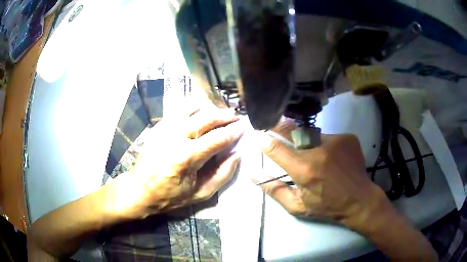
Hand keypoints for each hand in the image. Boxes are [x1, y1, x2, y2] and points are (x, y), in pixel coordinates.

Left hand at [108, 107, 243, 218]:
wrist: (139, 189)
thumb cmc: (170, 196)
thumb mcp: (200, 193)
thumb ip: (222, 174)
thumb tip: (236, 154)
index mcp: (187, 157)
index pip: (218, 138)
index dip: (234, 131)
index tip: (244, 126)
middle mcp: (176, 137)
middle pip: (206, 118)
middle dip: (225, 115)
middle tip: (236, 115)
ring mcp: (165, 128)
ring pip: (192, 108)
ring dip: (210, 108)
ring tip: (221, 112)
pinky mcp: (158, 126)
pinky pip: (179, 109)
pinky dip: (193, 106)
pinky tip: (201, 110)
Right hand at [252, 118, 386, 227]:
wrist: (360, 200)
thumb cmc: (327, 206)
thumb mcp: (297, 205)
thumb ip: (274, 189)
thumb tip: (252, 175)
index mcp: (304, 170)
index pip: (277, 149)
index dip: (264, 140)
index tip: (257, 133)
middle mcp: (319, 150)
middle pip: (293, 132)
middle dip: (281, 127)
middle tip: (275, 123)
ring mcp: (336, 141)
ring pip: (313, 135)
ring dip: (309, 142)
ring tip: (318, 157)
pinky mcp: (347, 137)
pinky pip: (329, 137)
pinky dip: (326, 145)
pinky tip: (333, 158)